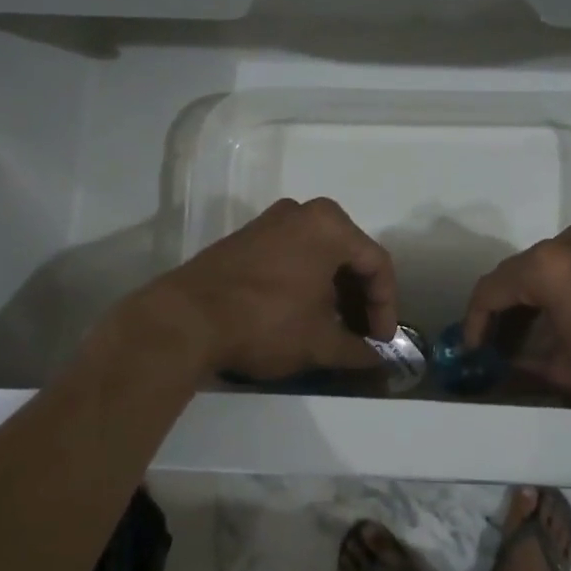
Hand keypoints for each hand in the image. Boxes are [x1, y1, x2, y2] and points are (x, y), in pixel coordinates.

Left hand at [133, 198, 396, 380]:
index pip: (377, 264)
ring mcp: (270, 222)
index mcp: (329, 226)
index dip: (386, 306)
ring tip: (336, 330)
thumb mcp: (319, 343)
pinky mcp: (246, 238)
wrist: (185, 320)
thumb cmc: (264, 323)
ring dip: (334, 292)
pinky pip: (293, 256)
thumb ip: (356, 349)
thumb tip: (375, 358)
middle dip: (360, 299)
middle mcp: (303, 212)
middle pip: (349, 256)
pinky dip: (307, 283)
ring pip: (320, 256)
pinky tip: (304, 315)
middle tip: (363, 335)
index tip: (382, 341)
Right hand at [463, 224, 570, 399]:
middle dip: (497, 312)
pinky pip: (564, 267)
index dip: (474, 323)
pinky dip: (550, 292)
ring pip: (538, 269)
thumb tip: (503, 370)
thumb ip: (525, 367)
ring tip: (519, 340)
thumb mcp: (569, 371)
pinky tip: (554, 321)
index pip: (489, 290)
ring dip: (524, 302)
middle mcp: (562, 243)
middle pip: (512, 275)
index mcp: (544, 267)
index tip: (471, 353)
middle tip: (491, 348)